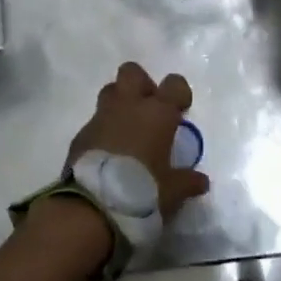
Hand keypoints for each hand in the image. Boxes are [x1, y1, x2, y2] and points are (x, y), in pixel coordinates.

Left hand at [66, 62, 210, 218]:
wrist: (92, 208)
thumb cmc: (142, 191)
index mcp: (157, 113)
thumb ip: (187, 182)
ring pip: (109, 91)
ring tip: (127, 131)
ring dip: (119, 104)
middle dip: (141, 85)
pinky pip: (94, 122)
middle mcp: (129, 106)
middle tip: (149, 111)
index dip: (179, 93)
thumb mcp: (173, 192)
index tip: (180, 111)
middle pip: (132, 72)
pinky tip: (107, 154)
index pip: (174, 83)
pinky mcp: (80, 135)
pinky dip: (102, 131)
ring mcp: (101, 118)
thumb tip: (201, 181)